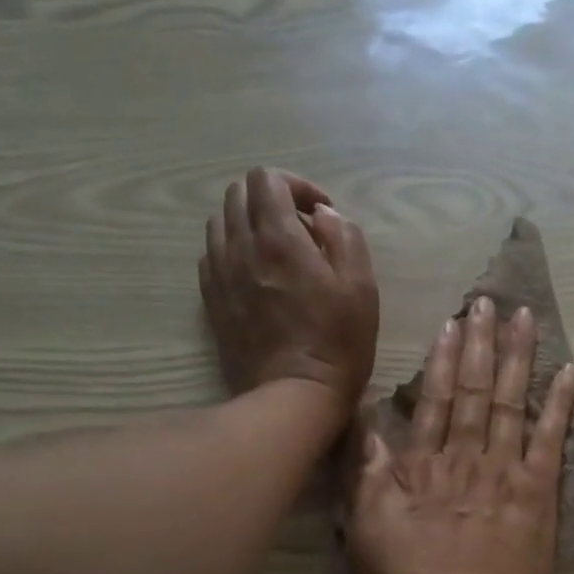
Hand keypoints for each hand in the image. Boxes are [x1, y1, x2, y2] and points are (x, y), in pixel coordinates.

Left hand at [199, 167, 378, 429]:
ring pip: (220, 222)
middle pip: (238, 194)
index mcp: (278, 237)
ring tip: (276, 250)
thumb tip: (322, 215)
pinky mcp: (211, 300)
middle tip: (301, 228)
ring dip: (249, 223)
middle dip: (271, 199)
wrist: (293, 395)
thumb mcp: (361, 286)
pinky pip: (212, 256)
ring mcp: (220, 274)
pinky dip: (233, 251)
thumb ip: (344, 237)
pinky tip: (256, 274)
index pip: (267, 179)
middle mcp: (240, 247)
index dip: (296, 185)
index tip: (321, 212)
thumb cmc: (338, 342)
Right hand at [348, 297, 573, 573]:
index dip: (444, 359)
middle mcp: (465, 459)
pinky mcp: (538, 495)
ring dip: (519, 357)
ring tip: (525, 318)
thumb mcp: (364, 535)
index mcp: (422, 468)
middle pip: (476, 391)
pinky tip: (570, 372)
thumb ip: (367, 478)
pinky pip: (551, 441)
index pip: (435, 401)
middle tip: (490, 301)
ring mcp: (505, 474)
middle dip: (482, 343)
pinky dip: (561, 405)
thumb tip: (368, 427)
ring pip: (512, 403)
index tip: (452, 323)